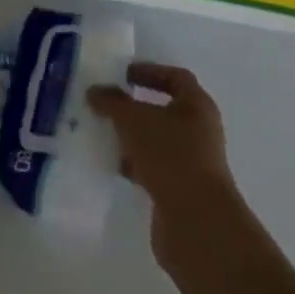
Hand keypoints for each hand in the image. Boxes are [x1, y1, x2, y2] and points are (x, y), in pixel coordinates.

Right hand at [88, 63, 239, 261]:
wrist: (196, 221)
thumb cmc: (170, 156)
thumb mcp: (134, 120)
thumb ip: (112, 102)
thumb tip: (95, 91)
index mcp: (197, 105)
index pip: (176, 78)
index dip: (150, 72)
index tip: (122, 75)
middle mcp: (200, 130)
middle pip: (165, 110)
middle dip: (135, 107)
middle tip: (107, 104)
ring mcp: (192, 162)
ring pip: (157, 141)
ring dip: (132, 137)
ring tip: (103, 133)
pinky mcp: (181, 190)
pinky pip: (154, 167)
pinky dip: (134, 163)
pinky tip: (112, 165)